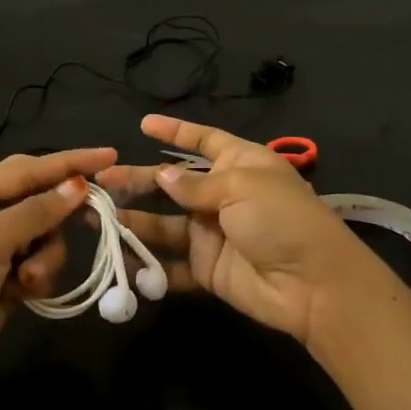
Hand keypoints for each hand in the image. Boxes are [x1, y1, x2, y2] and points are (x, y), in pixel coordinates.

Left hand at [0, 147, 117, 399]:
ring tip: (29, 278)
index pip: (26, 168)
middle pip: (37, 197)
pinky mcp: (4, 274)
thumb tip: (77, 185)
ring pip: (43, 233)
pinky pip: (38, 260)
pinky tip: (24, 292)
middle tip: (97, 214)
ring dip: (45, 255)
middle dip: (60, 211)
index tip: (110, 154)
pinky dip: (38, 273)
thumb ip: (36, 211)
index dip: (69, 162)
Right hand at [98, 115, 382, 347]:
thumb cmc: (281, 219)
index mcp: (239, 164)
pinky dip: (148, 263)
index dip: (175, 131)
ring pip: (164, 223)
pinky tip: (121, 258)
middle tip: (101, 181)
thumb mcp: (241, 187)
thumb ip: (196, 184)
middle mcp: (223, 195)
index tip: (143, 124)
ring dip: (133, 220)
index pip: (203, 140)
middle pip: (172, 183)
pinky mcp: (207, 269)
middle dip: (138, 180)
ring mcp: (212, 233)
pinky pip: (170, 263)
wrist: (313, 285)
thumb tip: (163, 175)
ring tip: (97, 218)